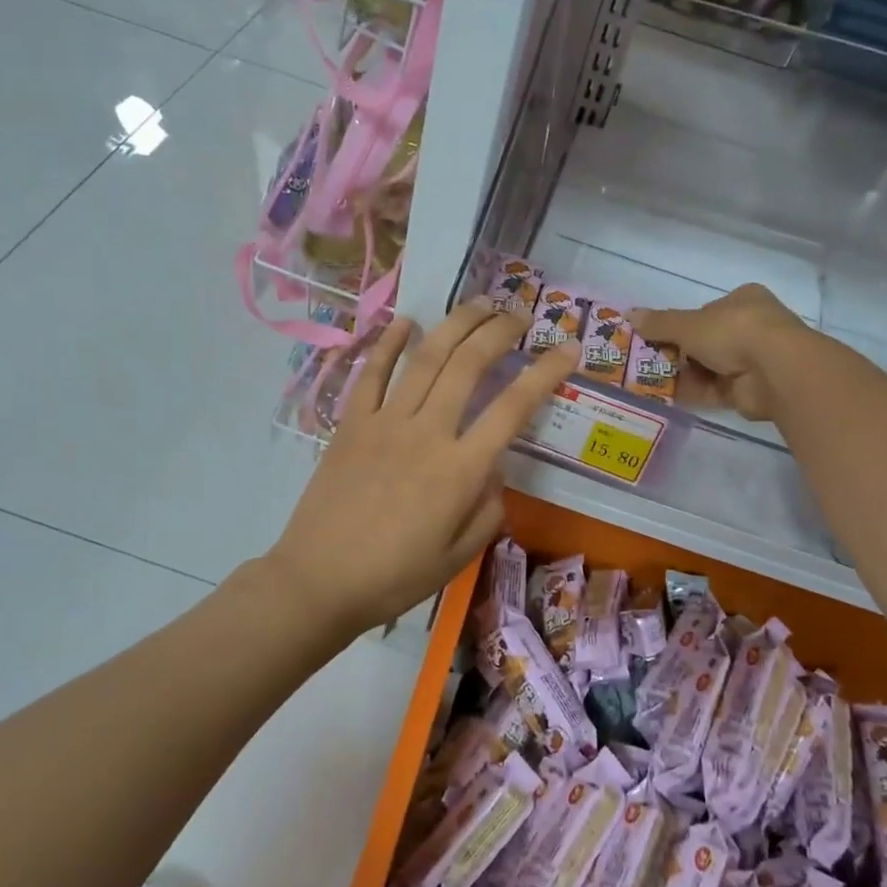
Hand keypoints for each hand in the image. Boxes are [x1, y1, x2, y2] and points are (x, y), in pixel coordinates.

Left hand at [267, 302, 578, 637]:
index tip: (568, 348)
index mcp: (460, 469)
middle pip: (469, 364)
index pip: (514, 407)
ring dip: (455, 324)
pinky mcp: (351, 424)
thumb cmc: (395, 577)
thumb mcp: (459, 556)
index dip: (546, 372)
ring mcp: (384, 422)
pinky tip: (406, 321)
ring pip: (425, 358)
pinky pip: (371, 373)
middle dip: (499, 332)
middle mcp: (427, 432)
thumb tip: (493, 469)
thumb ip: (488, 508)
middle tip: (518, 316)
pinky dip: (388, 343)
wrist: (319, 582)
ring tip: (479, 304)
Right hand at [630, 285, 811, 421]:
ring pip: (709, 367)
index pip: (706, 311)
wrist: (775, 371)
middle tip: (650, 362)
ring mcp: (753, 360)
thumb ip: (659, 323)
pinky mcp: (750, 390)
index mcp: (743, 300)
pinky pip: (715, 390)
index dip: (682, 324)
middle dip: (679, 353)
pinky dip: (694, 393)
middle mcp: (751, 327)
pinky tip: (668, 397)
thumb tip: (629, 315)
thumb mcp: (689, 324)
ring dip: (683, 375)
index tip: (658, 337)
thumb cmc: (734, 332)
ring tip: (651, 382)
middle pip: (706, 341)